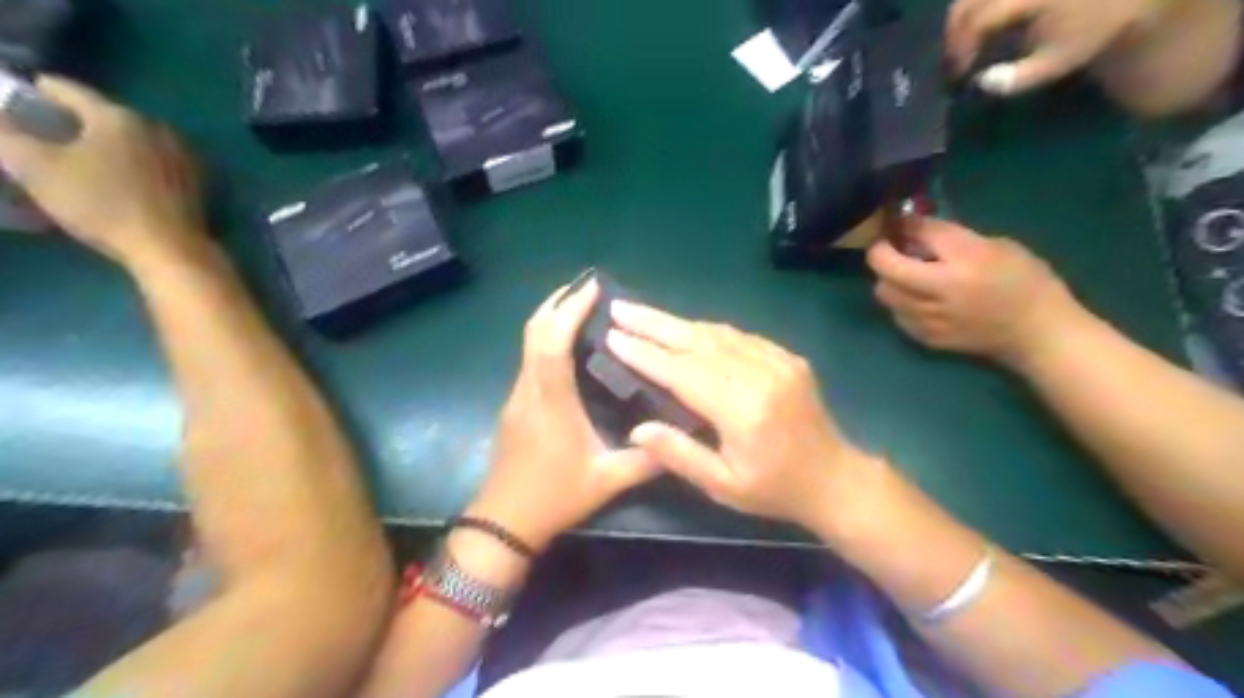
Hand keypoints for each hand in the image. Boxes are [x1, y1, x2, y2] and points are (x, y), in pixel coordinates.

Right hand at [0, 75, 204, 265]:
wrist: (170, 248)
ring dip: (108, 143)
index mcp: (119, 117)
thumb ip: (6, 134)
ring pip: (134, 140)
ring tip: (81, 154)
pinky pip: (155, 163)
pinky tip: (118, 177)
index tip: (22, 94)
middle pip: (107, 115)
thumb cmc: (102, 204)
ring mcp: (183, 157)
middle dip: (76, 120)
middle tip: (48, 129)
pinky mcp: (197, 183)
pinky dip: (134, 164)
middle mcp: (158, 129)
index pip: (70, 90)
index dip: (40, 91)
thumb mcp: (34, 166)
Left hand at [467, 279, 660, 551]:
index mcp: (552, 402)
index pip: (553, 343)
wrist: (504, 522)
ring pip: (528, 343)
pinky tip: (569, 346)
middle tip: (587, 288)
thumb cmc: (555, 498)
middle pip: (534, 332)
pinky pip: (530, 358)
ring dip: (551, 318)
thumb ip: (645, 460)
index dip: (570, 310)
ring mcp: (518, 395)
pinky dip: (547, 339)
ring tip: (582, 309)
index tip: (592, 288)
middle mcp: (530, 389)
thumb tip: (677, 437)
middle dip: (557, 302)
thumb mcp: (607, 481)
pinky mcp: (515, 404)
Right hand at [606, 302, 872, 528]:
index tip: (613, 336)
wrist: (836, 478)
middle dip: (653, 323)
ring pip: (718, 333)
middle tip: (619, 307)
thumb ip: (680, 454)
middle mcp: (761, 376)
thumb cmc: (774, 490)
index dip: (645, 354)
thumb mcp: (723, 485)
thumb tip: (637, 428)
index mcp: (743, 411)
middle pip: (698, 341)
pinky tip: (686, 328)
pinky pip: (740, 336)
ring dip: (677, 322)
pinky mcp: (787, 357)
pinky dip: (707, 330)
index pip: (683, 372)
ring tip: (642, 314)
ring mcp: (778, 361)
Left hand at [866, 217, 1080, 369]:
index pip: (920, 233)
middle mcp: (941, 290)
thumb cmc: (1025, 282)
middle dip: (882, 255)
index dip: (905, 225)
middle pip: (885, 268)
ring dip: (889, 280)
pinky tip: (920, 300)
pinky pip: (896, 314)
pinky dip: (900, 303)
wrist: (1038, 333)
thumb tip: (913, 228)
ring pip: (884, 293)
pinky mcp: (926, 338)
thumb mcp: (997, 246)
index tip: (902, 224)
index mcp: (966, 260)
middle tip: (894, 251)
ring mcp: (930, 318)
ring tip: (909, 276)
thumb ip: (951, 238)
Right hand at [943, 0, 1166, 95]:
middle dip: (953, 37)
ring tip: (961, 51)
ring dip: (957, 25)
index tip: (959, 77)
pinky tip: (973, 32)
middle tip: (952, 66)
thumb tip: (981, 83)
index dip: (961, 50)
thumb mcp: (1056, 62)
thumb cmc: (1087, 32)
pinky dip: (969, 13)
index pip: (978, 22)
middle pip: (965, 5)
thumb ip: (1018, 78)